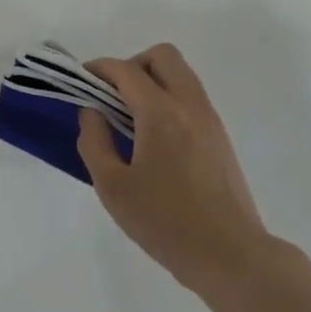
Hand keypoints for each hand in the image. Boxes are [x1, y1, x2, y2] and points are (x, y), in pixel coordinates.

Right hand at [77, 44, 274, 297]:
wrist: (230, 255)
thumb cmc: (165, 222)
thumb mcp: (113, 187)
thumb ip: (94, 142)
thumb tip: (92, 112)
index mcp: (161, 113)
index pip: (126, 71)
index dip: (99, 68)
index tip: (81, 79)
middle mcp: (190, 105)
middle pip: (163, 56)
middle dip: (132, 64)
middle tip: (112, 95)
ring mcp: (210, 119)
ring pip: (181, 74)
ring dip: (153, 80)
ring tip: (130, 117)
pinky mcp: (220, 137)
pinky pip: (191, 97)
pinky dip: (169, 99)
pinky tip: (154, 138)